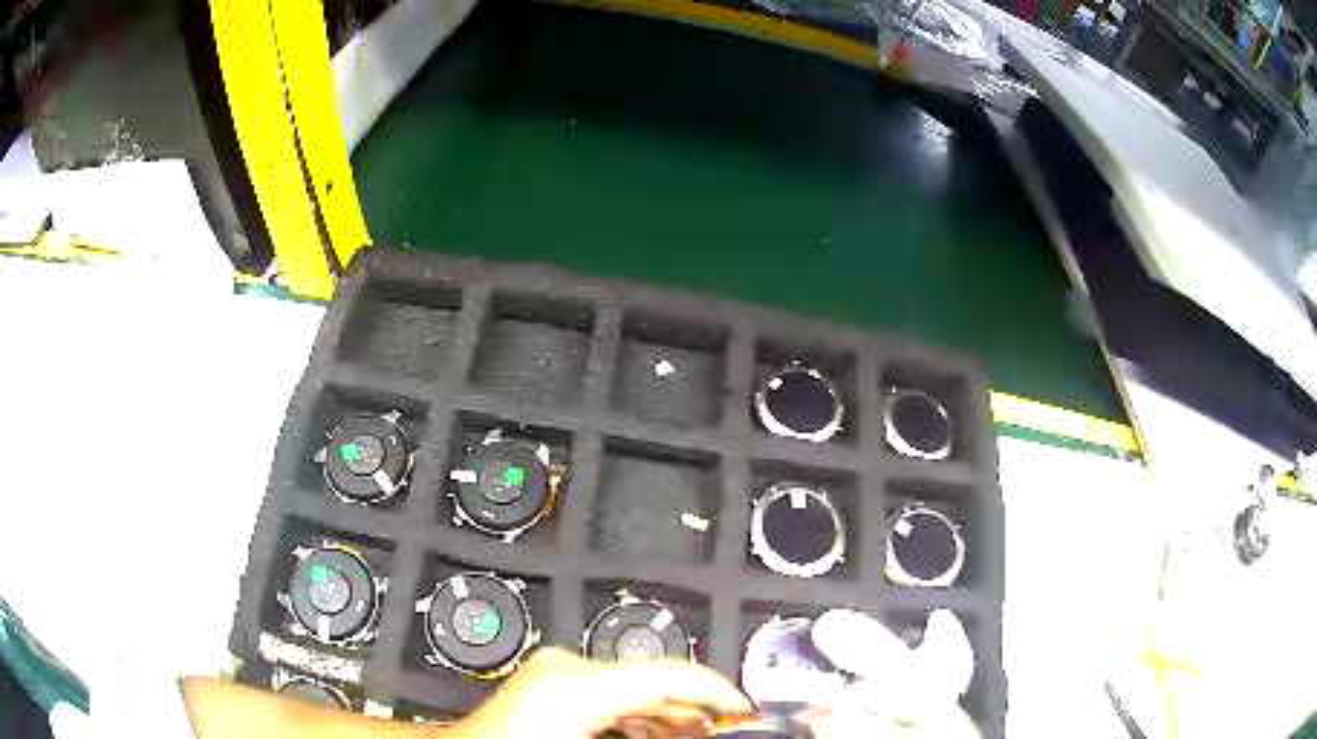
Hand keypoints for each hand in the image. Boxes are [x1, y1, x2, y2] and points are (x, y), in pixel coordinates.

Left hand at [453, 648, 751, 737]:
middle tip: (727, 730)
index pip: (670, 674)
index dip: (718, 692)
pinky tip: (657, 735)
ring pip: (635, 689)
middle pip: (655, 681)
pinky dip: (640, 717)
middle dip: (696, 711)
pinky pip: (611, 696)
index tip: (745, 711)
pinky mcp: (551, 684)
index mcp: (576, 684)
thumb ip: (657, 738)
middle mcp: (566, 668)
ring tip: (700, 735)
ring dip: (670, 716)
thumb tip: (698, 733)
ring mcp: (556, 673)